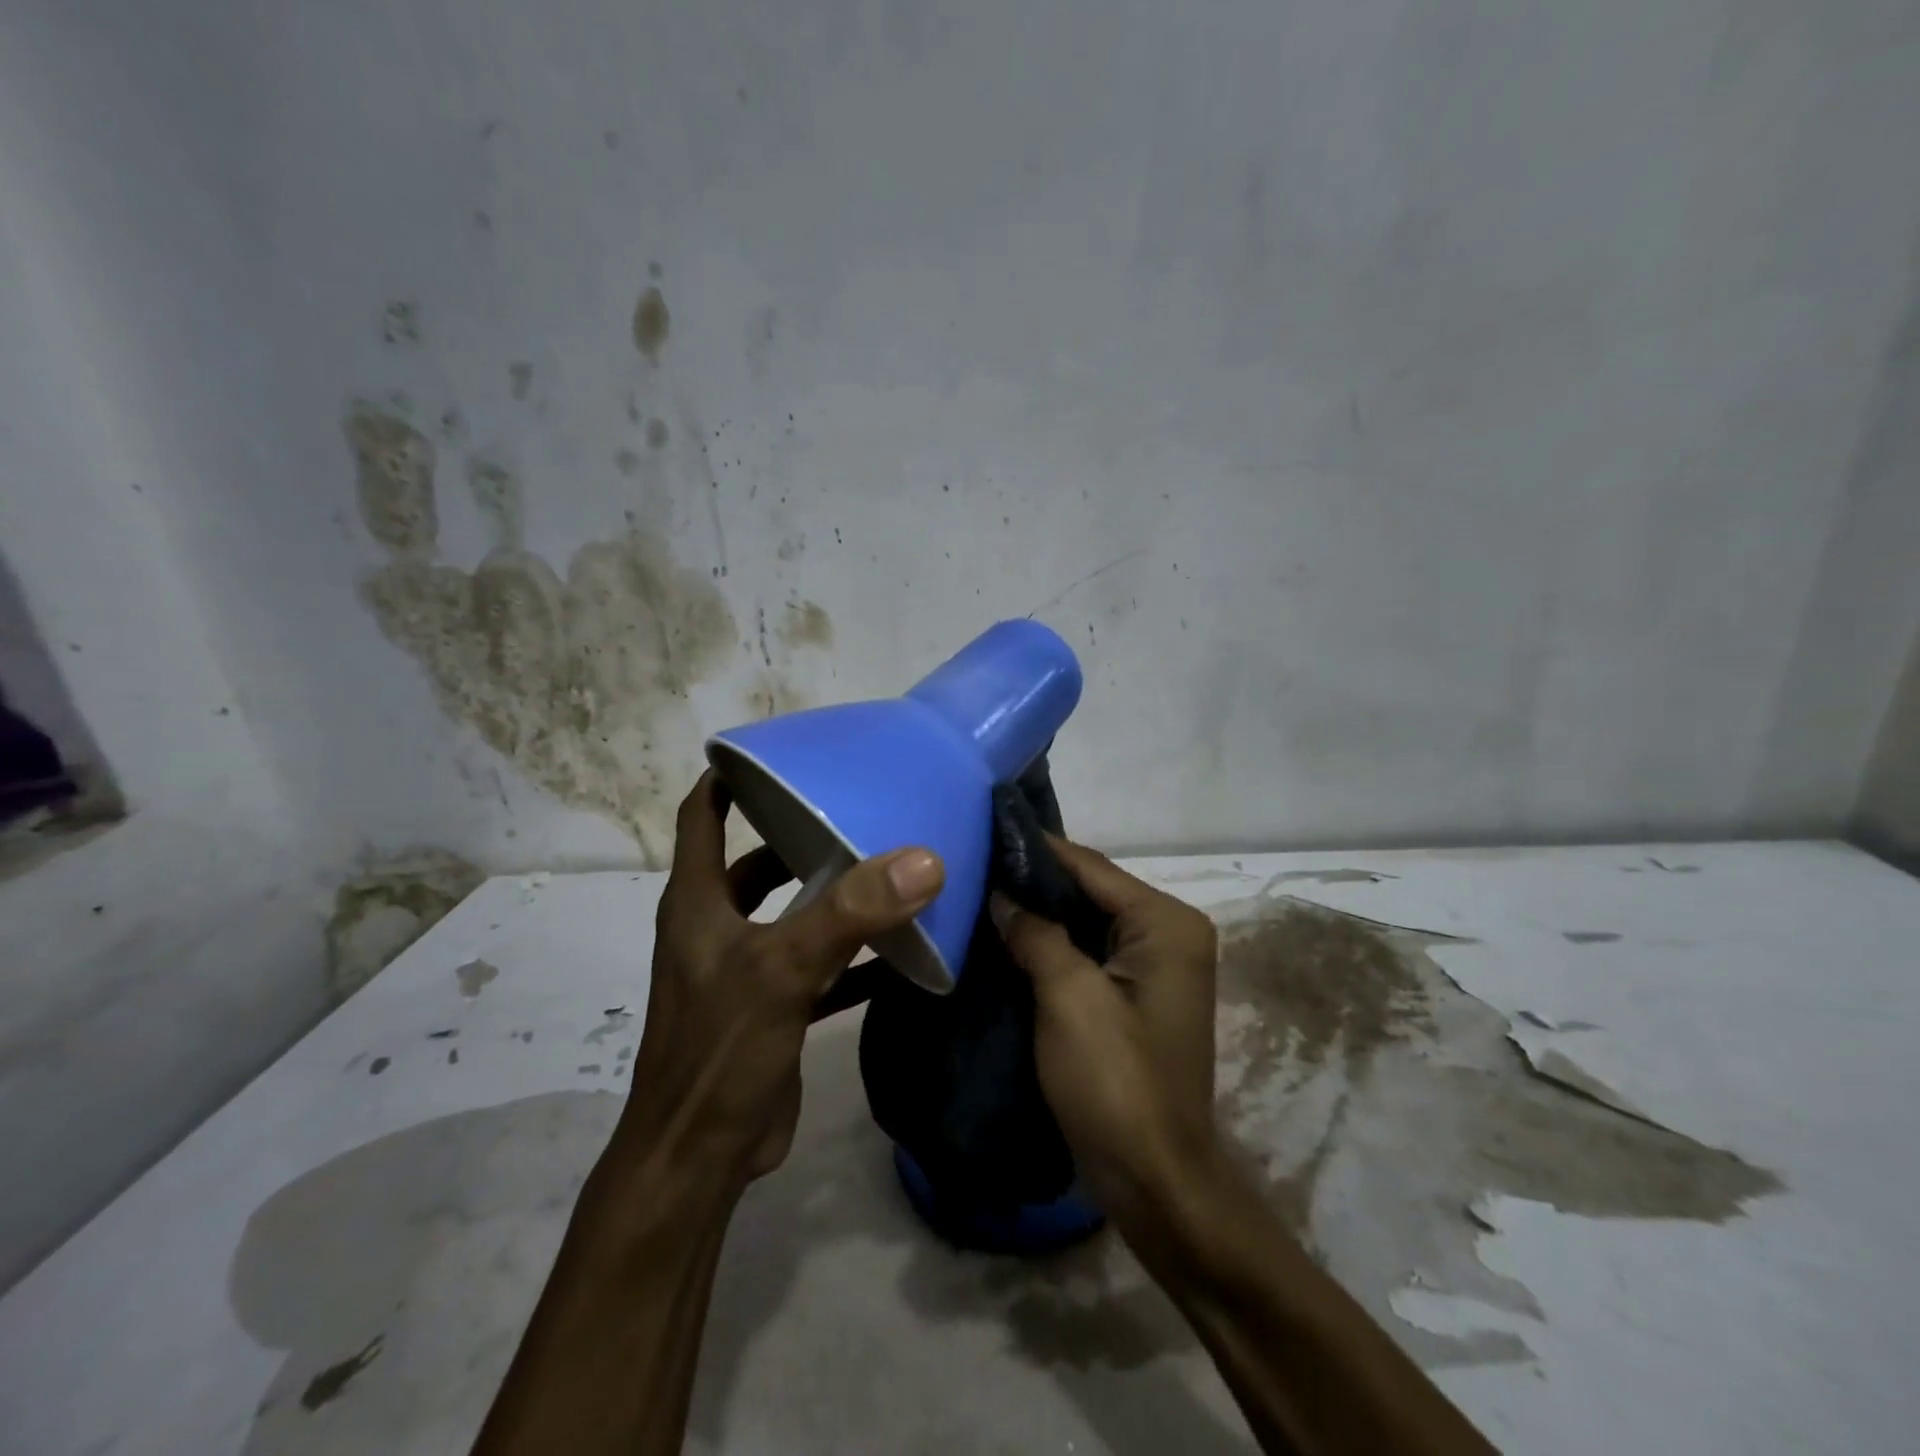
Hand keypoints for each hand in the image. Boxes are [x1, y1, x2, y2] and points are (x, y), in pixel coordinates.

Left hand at [618, 772, 944, 1190]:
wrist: (698, 1160)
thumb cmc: (720, 1052)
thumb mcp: (783, 971)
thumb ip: (850, 914)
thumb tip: (922, 859)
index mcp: (699, 901)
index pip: (701, 816)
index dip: (728, 778)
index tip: (778, 752)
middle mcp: (717, 926)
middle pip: (755, 862)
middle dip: (799, 836)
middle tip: (857, 810)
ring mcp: (744, 969)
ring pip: (790, 913)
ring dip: (831, 894)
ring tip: (886, 868)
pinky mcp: (772, 1007)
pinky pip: (817, 964)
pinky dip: (851, 954)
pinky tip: (900, 949)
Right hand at [992, 838, 1219, 1235]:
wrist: (1156, 1182)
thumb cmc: (1116, 1083)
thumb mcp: (1068, 998)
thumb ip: (1035, 933)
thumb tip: (1001, 893)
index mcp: (1166, 923)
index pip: (1090, 867)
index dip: (1035, 849)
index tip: (981, 829)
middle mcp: (1169, 932)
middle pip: (1090, 891)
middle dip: (1032, 883)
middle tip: (970, 865)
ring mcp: (1155, 966)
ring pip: (1085, 922)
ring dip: (1037, 914)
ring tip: (978, 894)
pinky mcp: (1135, 995)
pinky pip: (1087, 953)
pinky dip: (1050, 945)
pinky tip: (1005, 938)